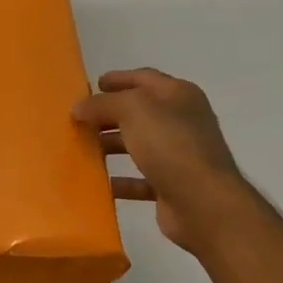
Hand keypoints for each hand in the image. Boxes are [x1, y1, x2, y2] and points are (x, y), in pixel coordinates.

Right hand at [72, 68, 242, 252]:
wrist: (204, 203)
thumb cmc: (171, 146)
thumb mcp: (133, 110)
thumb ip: (103, 104)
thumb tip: (79, 107)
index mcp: (179, 95)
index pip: (144, 78)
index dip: (118, 79)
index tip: (91, 85)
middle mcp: (181, 121)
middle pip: (139, 112)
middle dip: (108, 114)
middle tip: (78, 118)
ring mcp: (178, 155)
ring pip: (137, 144)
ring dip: (110, 145)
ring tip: (80, 148)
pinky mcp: (172, 186)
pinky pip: (139, 179)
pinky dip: (119, 180)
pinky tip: (97, 183)